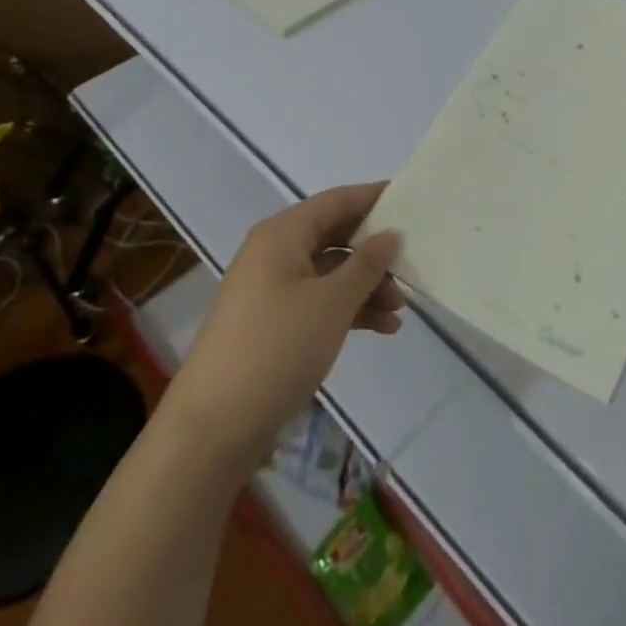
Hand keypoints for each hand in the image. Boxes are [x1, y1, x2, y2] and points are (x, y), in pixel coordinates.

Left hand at [163, 183, 404, 460]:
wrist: (214, 428)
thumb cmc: (277, 348)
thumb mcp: (332, 303)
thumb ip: (367, 263)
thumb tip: (391, 233)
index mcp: (282, 234)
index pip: (337, 201)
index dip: (374, 197)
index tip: (412, 201)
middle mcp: (274, 252)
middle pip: (334, 236)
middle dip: (374, 251)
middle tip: (412, 264)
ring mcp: (271, 289)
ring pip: (330, 271)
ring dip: (366, 285)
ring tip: (400, 309)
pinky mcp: (272, 323)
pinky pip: (318, 300)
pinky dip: (348, 309)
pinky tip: (382, 328)